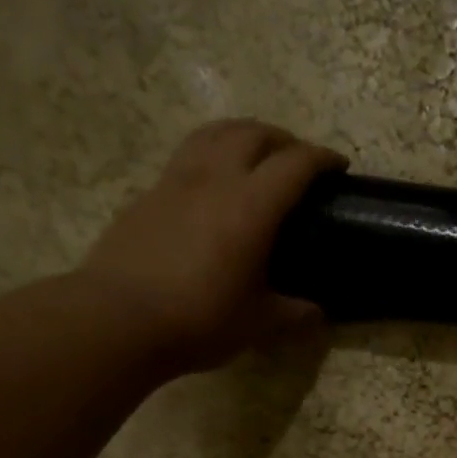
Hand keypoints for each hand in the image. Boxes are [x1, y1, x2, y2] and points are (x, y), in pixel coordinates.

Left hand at [80, 119, 344, 372]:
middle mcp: (214, 179)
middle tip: (299, 160)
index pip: (295, 165)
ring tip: (256, 154)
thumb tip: (316, 312)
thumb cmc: (199, 320)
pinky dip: (210, 155)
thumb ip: (293, 313)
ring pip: (214, 133)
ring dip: (243, 134)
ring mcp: (175, 181)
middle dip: (283, 139)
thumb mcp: (258, 324)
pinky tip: (212, 184)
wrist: (118, 319)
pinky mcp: (148, 194)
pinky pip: (186, 156)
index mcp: (251, 207)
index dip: (321, 159)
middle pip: (253, 134)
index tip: (338, 166)